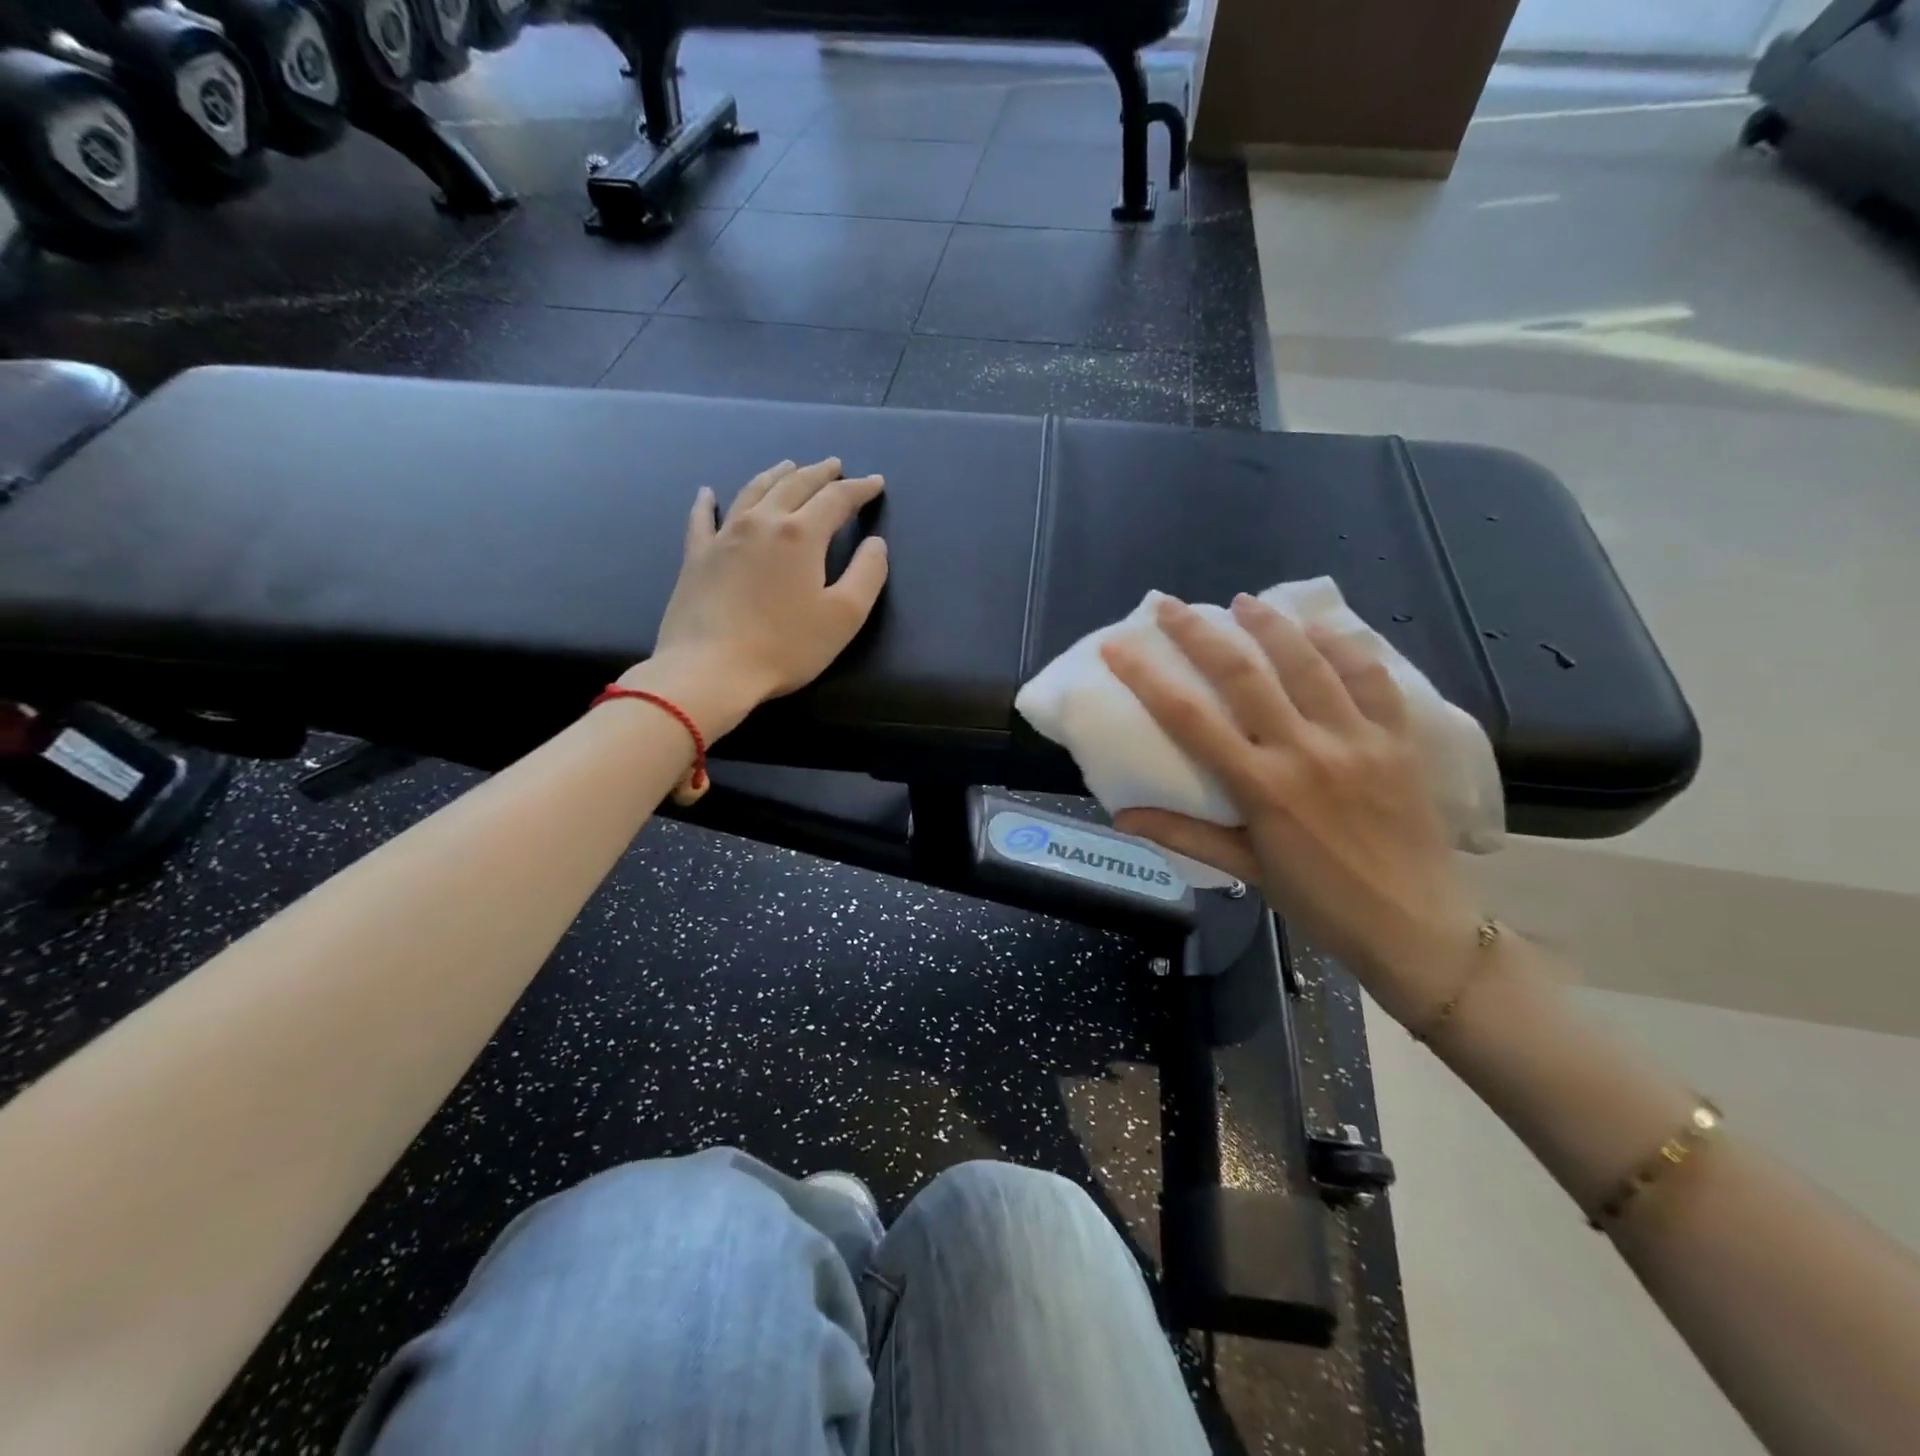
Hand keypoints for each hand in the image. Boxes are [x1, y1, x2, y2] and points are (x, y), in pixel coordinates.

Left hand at [639, 458, 887, 727]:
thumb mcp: (844, 616)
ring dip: (775, 475)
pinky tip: (707, 492)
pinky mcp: (696, 556)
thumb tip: (875, 544)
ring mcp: (724, 536)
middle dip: (819, 473)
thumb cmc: (785, 646)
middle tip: (834, 465)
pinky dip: (707, 502)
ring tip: (788, 466)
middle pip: (794, 485)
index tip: (875, 483)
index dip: (859, 489)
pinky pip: (702, 518)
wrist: (710, 669)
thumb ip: (867, 574)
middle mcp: (762, 522)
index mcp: (801, 534)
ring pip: (753, 491)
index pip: (836, 499)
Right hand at [1102, 595, 1482, 1025]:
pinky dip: (1345, 646)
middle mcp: (1305, 752)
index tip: (1118, 647)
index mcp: (1262, 787)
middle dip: (1200, 633)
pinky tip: (1322, 627)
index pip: (1190, 720)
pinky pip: (1372, 678)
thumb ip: (1184, 835)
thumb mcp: (1247, 870)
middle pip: (1244, 675)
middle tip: (1170, 605)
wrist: (1417, 927)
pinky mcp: (1398, 740)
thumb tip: (1122, 816)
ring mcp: (1357, 740)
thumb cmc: (1321, 902)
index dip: (1147, 677)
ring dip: (1270, 625)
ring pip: (1309, 662)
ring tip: (1244, 602)